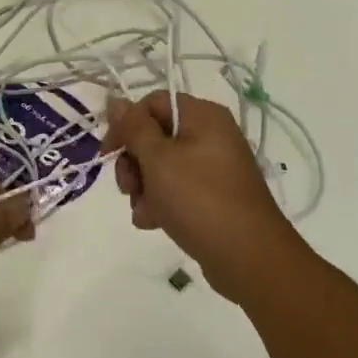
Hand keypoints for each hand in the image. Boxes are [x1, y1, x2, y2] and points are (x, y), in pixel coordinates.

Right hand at [101, 91, 302, 303]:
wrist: (247, 256)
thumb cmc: (199, 199)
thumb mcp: (158, 159)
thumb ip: (133, 128)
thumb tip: (116, 101)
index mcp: (202, 116)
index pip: (152, 103)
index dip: (125, 124)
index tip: (109, 153)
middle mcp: (210, 135)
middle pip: (154, 136)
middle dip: (133, 163)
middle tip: (128, 187)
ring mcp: (212, 167)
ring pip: (160, 166)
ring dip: (143, 188)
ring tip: (145, 211)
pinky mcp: (212, 195)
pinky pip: (176, 189)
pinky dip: (160, 203)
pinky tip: (154, 222)